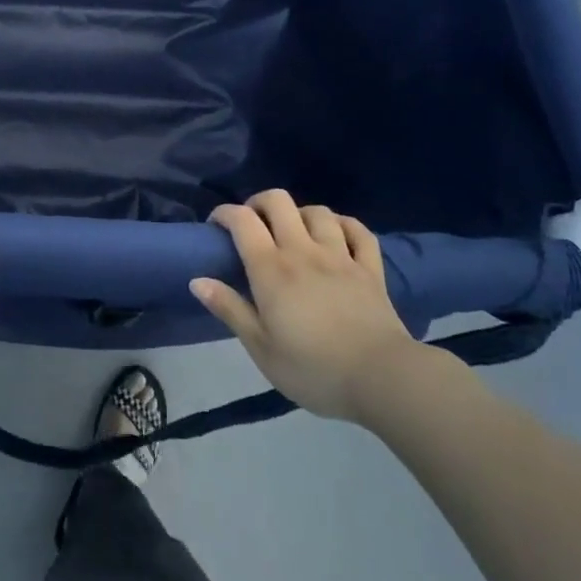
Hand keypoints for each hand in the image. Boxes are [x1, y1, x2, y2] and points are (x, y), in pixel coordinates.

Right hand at [191, 189, 433, 425]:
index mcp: (272, 269)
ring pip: (317, 211)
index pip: (242, 220)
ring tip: (294, 232)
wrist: (383, 379)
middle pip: (278, 201)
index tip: (216, 226)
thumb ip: (230, 309)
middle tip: (253, 225)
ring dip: (300, 214)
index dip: (224, 213)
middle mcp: (303, 251)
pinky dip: (343, 225)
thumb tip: (197, 280)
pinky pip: (358, 230)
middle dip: (259, 203)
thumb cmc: (314, 369)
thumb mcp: (262, 349)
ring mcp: (340, 256)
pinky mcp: (370, 268)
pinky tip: (336, 234)